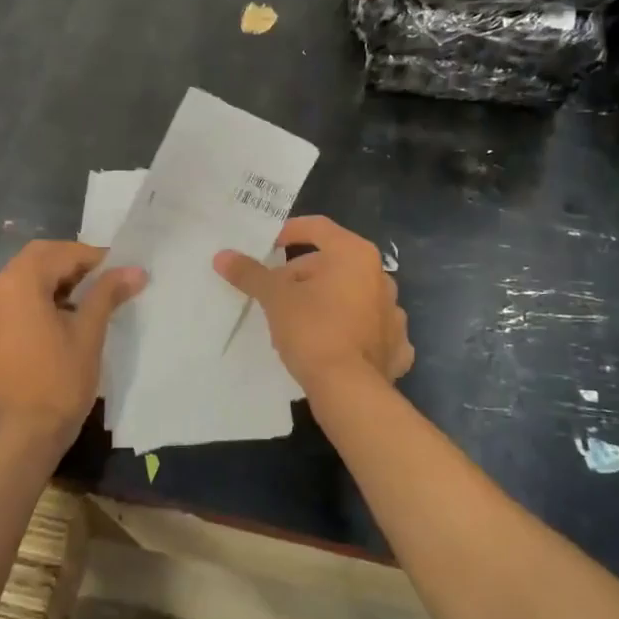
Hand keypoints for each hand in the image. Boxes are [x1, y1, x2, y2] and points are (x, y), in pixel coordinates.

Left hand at [0, 240, 145, 458]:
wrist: (25, 434)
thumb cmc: (60, 381)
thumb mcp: (89, 332)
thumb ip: (108, 293)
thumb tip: (135, 269)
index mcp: (19, 282)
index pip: (61, 253)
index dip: (94, 257)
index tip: (121, 269)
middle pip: (39, 258)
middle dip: (73, 262)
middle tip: (107, 278)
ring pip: (26, 276)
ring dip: (57, 277)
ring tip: (91, 295)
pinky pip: (16, 296)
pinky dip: (41, 295)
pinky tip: (65, 312)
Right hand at [214, 215, 413, 390]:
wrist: (349, 390)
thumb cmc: (312, 330)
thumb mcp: (275, 298)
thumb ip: (250, 273)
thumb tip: (222, 256)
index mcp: (355, 255)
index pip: (318, 228)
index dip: (290, 231)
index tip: (269, 245)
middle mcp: (381, 277)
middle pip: (335, 264)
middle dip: (303, 274)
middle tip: (276, 292)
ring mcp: (393, 313)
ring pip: (353, 297)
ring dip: (328, 302)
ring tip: (300, 321)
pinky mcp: (396, 347)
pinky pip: (370, 330)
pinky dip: (352, 333)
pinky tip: (335, 346)